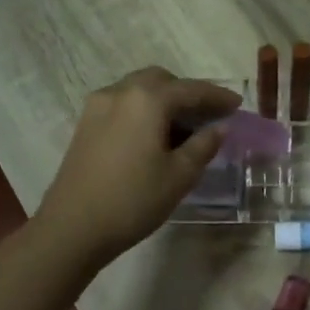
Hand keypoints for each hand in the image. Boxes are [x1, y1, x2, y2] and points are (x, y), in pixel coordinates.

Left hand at [35, 68, 240, 265]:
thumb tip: (219, 127)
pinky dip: (143, 110)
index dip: (217, 96)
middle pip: (161, 80)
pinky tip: (153, 136)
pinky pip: (123, 104)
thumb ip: (203, 145)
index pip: (191, 90)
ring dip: (164, 100)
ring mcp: (98, 106)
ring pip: (139, 89)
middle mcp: (120, 92)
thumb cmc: (133, 200)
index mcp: (147, 100)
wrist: (72, 228)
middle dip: (187, 92)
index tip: (237, 105)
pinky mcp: (85, 124)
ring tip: (182, 128)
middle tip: (208, 115)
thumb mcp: (179, 176)